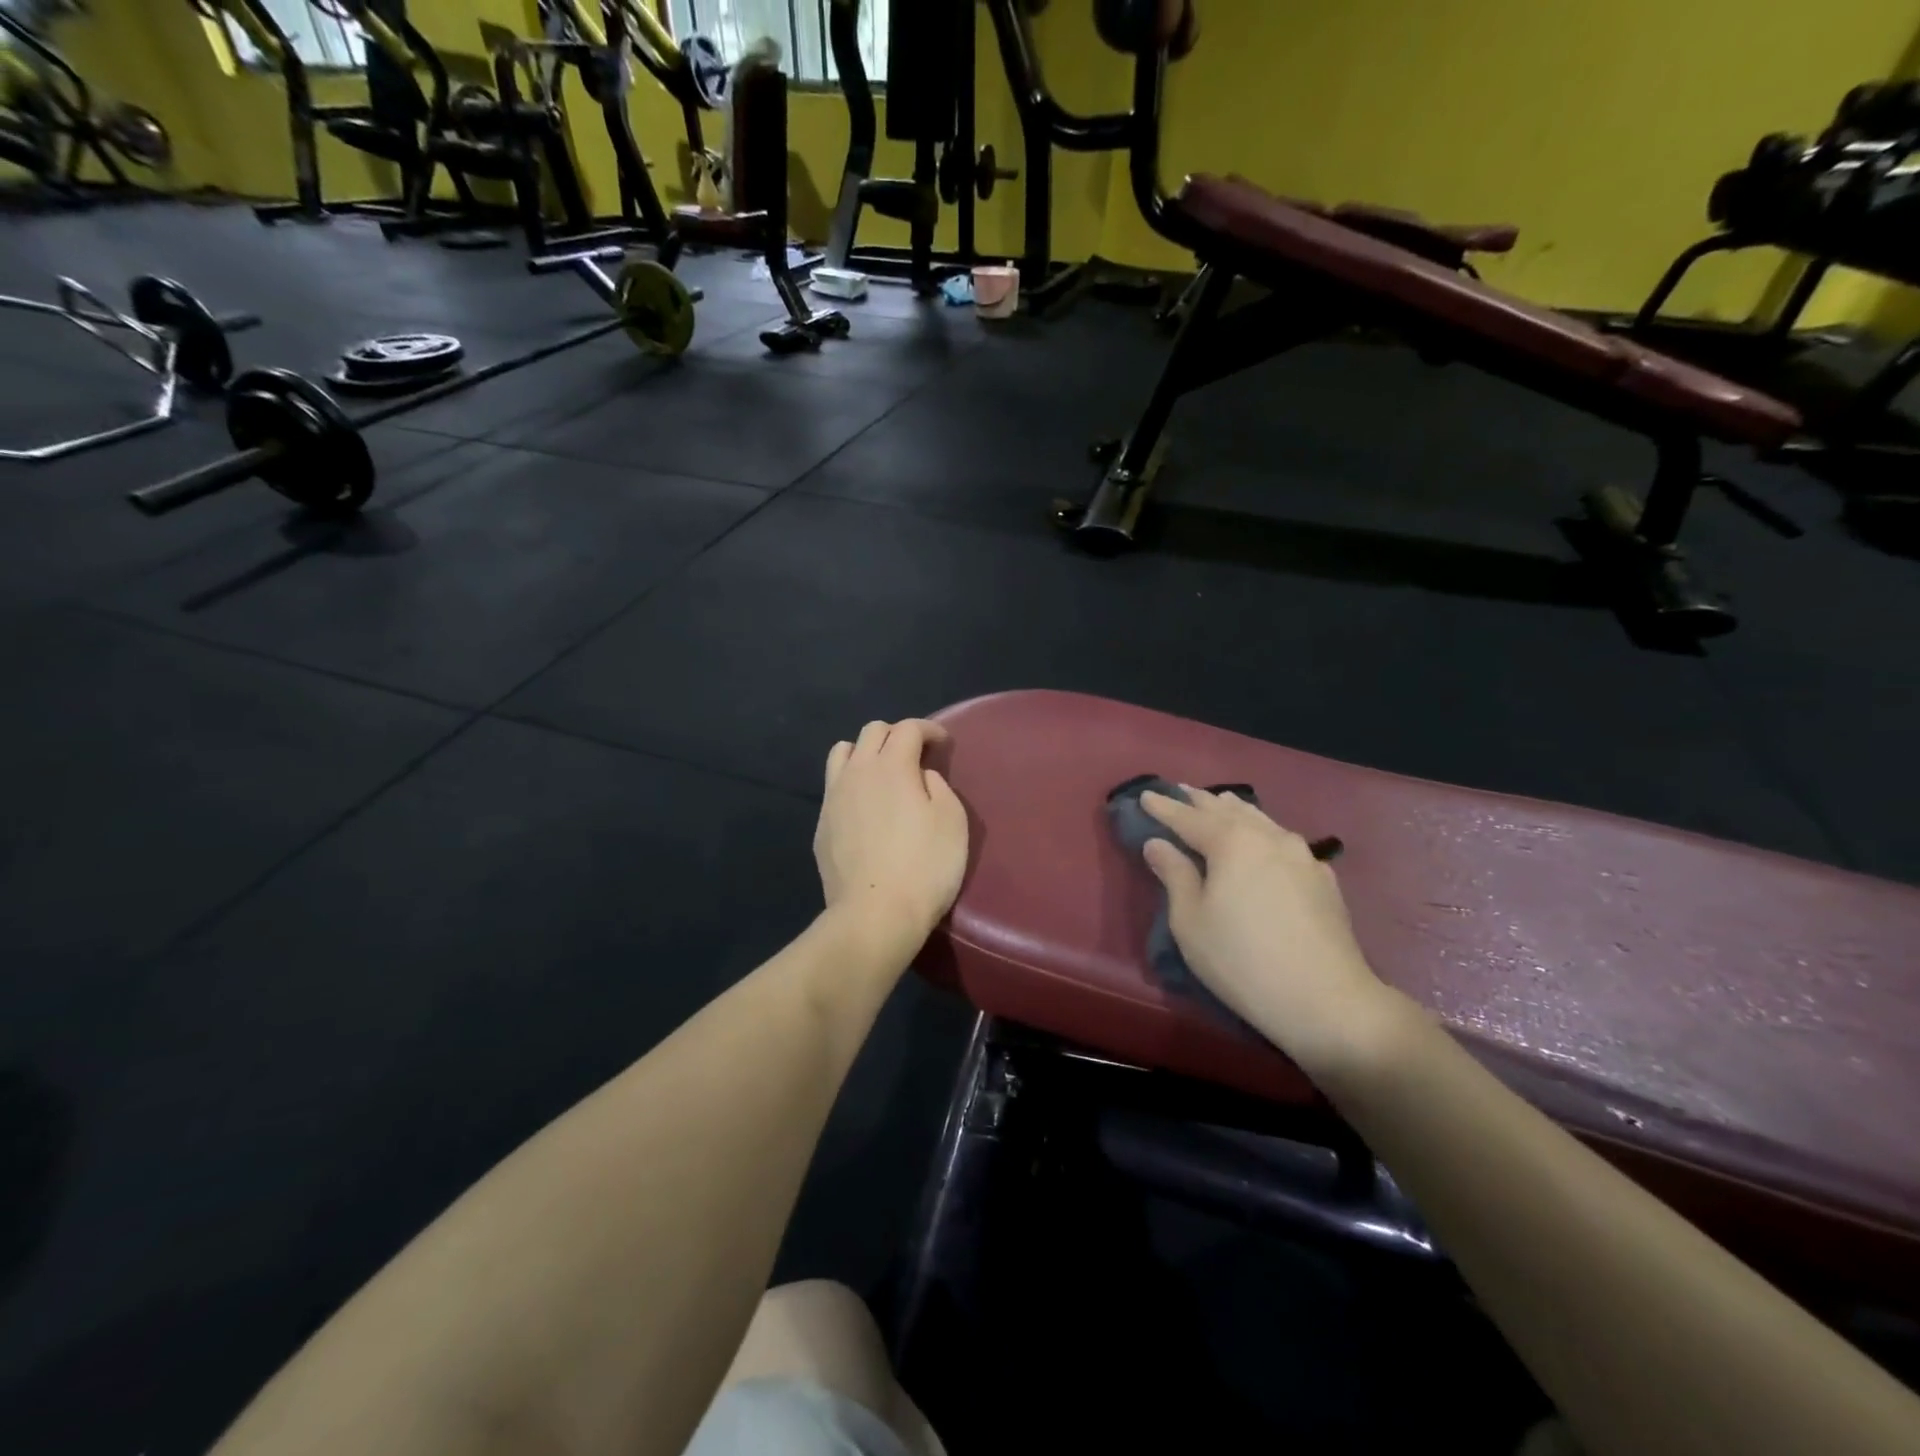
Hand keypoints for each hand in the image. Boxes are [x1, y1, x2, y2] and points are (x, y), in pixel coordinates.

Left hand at [815, 720, 969, 948]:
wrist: (875, 915)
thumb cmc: (925, 866)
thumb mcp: (952, 821)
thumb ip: (938, 786)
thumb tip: (920, 777)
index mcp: (891, 765)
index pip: (908, 728)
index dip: (929, 729)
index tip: (943, 743)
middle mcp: (857, 771)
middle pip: (872, 732)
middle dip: (897, 735)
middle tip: (916, 756)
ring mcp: (833, 798)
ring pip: (842, 752)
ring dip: (865, 752)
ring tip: (882, 773)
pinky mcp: (822, 825)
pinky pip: (834, 787)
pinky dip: (852, 783)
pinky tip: (865, 807)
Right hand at [1140, 788, 1408, 1076]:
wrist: (1326, 1000)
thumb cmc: (1242, 960)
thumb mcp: (1190, 921)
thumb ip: (1174, 875)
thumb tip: (1157, 844)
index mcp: (1231, 843)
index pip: (1189, 817)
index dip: (1164, 807)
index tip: (1146, 795)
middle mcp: (1268, 837)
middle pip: (1227, 810)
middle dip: (1200, 801)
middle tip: (1180, 791)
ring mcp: (1302, 855)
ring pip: (1260, 820)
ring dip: (1234, 810)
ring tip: (1220, 803)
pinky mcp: (1323, 877)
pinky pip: (1283, 840)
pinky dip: (1262, 831)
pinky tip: (1263, 840)